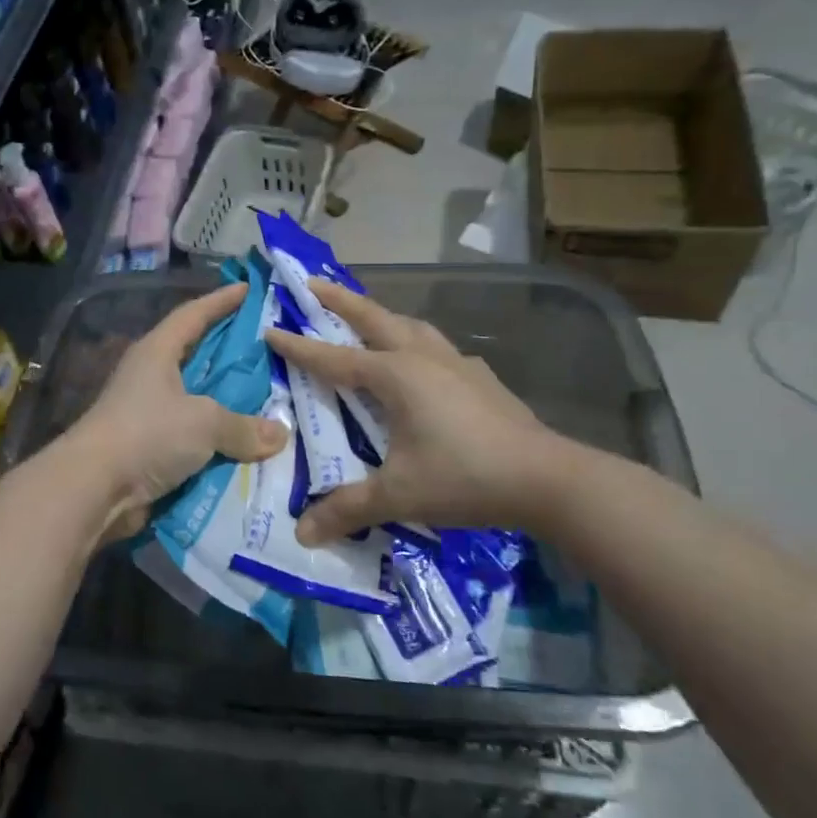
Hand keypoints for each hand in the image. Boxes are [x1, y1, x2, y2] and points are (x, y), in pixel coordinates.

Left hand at [65, 282, 287, 542]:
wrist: (94, 488)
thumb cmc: (147, 434)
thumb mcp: (204, 421)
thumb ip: (243, 425)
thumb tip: (280, 434)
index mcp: (157, 352)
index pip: (193, 315)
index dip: (220, 301)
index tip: (247, 289)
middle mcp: (150, 377)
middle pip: (196, 356)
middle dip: (230, 353)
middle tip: (268, 348)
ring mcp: (147, 414)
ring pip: (197, 401)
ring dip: (227, 403)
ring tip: (269, 400)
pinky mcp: (149, 448)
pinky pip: (193, 438)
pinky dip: (217, 441)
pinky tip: (247, 445)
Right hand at [266, 281, 572, 543]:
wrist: (546, 478)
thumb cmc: (464, 477)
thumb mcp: (399, 495)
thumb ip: (348, 509)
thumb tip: (302, 534)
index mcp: (396, 376)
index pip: (334, 358)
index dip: (299, 347)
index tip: (270, 330)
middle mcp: (423, 358)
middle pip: (375, 318)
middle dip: (341, 300)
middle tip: (314, 283)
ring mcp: (457, 364)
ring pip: (411, 326)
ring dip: (382, 316)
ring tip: (367, 316)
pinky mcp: (481, 379)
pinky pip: (438, 348)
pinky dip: (417, 343)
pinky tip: (423, 362)